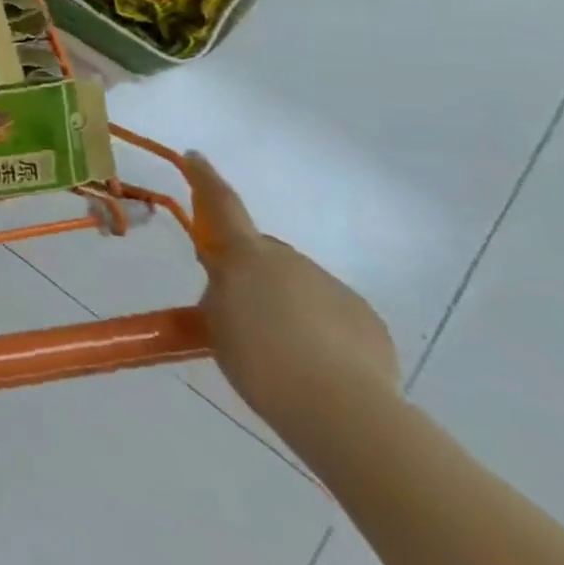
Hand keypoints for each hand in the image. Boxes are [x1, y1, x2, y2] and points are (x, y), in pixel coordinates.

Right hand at [187, 153, 400, 447]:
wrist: (341, 408)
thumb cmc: (259, 360)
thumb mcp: (216, 324)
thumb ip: (220, 293)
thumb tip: (230, 283)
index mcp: (248, 258)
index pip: (222, 206)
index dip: (206, 179)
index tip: (196, 156)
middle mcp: (292, 261)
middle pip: (263, 254)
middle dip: (250, 270)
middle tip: (238, 308)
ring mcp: (334, 287)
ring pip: (297, 284)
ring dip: (284, 302)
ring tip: (279, 347)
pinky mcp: (366, 319)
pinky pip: (330, 311)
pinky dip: (317, 326)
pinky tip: (314, 360)